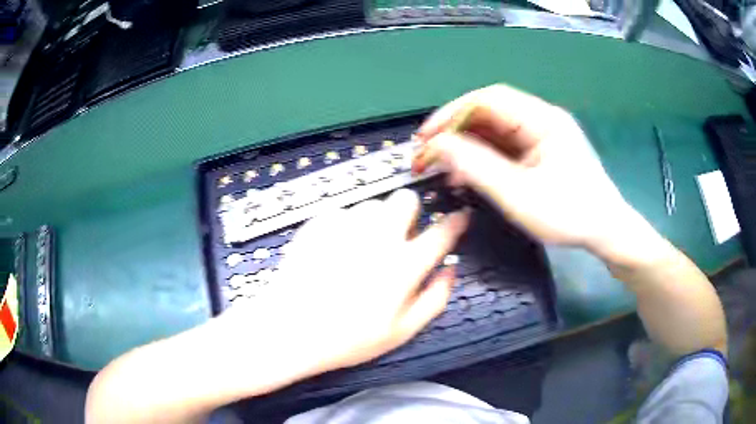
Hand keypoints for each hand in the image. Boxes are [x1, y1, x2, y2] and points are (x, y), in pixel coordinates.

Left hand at [225, 189, 468, 376]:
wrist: (290, 328)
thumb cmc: (348, 338)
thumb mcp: (401, 332)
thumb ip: (435, 299)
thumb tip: (450, 270)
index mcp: (404, 265)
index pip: (442, 233)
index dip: (456, 222)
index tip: (460, 217)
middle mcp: (378, 237)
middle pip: (406, 199)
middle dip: (409, 214)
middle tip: (398, 238)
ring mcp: (346, 226)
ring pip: (373, 205)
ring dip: (375, 221)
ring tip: (361, 249)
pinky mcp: (319, 223)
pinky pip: (342, 212)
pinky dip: (345, 227)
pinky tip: (333, 251)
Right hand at [413, 84, 637, 254]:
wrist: (605, 231)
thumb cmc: (570, 216)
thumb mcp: (520, 195)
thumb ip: (477, 167)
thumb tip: (438, 146)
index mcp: (543, 119)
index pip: (488, 100)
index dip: (451, 113)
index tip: (425, 137)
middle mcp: (541, 119)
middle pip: (488, 112)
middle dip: (455, 130)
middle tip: (428, 154)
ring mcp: (541, 134)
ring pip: (493, 129)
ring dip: (466, 145)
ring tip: (444, 168)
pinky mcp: (539, 150)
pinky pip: (503, 146)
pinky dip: (481, 157)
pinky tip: (467, 173)